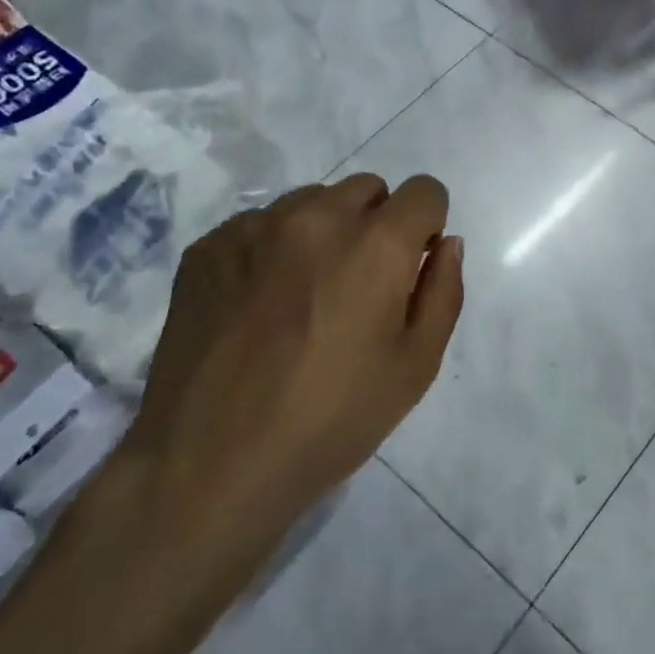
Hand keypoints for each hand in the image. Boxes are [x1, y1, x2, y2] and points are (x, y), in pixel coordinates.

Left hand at [122, 174, 464, 557]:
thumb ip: (443, 291)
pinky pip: (258, 225)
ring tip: (303, 297)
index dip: (427, 226)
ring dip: (323, 232)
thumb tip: (447, 243)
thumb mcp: (415, 366)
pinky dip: (271, 250)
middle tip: (358, 288)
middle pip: (368, 189)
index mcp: (376, 243)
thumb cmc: (330, 420)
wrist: (209, 464)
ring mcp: (254, 226)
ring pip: (311, 202)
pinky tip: (256, 307)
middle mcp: (316, 216)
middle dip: (377, 224)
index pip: (424, 192)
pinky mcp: (207, 246)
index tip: (411, 267)